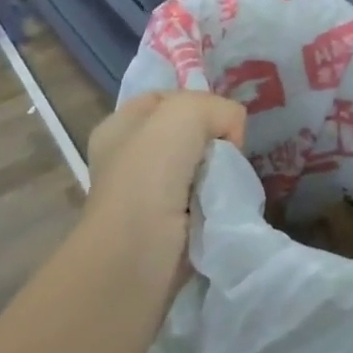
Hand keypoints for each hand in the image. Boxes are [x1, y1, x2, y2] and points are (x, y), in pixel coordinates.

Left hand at [83, 92, 246, 260]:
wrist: (137, 254)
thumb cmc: (150, 174)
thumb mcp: (187, 113)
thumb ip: (220, 108)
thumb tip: (232, 137)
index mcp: (120, 126)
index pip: (170, 98)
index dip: (199, 101)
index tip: (221, 120)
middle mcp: (129, 158)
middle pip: (188, 134)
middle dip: (213, 140)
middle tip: (229, 152)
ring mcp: (146, 195)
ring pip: (199, 167)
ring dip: (218, 173)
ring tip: (227, 181)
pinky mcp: (167, 227)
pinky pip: (203, 199)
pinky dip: (218, 200)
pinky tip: (223, 203)